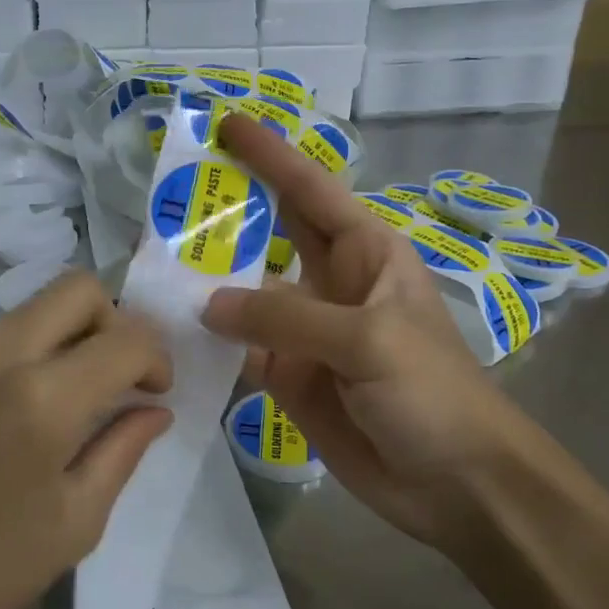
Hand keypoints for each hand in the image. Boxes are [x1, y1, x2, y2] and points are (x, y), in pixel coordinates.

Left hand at [0, 273, 173, 608]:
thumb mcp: (75, 522)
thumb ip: (123, 450)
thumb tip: (155, 410)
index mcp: (40, 398)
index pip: (125, 340)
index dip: (157, 358)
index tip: (156, 391)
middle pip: (78, 289)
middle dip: (115, 322)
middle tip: (117, 377)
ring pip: (34, 308)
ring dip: (69, 336)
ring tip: (69, 398)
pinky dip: (28, 352)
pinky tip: (17, 411)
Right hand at [204, 114, 545, 551]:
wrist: (458, 485)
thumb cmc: (432, 392)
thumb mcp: (367, 340)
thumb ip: (285, 319)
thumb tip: (209, 304)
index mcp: (364, 252)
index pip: (309, 189)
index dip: (269, 155)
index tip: (226, 124)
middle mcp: (330, 282)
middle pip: (270, 233)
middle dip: (227, 209)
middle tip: (168, 189)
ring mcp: (306, 332)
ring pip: (245, 295)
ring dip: (205, 279)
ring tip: (149, 260)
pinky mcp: (289, 377)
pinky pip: (240, 349)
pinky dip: (207, 341)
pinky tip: (167, 330)